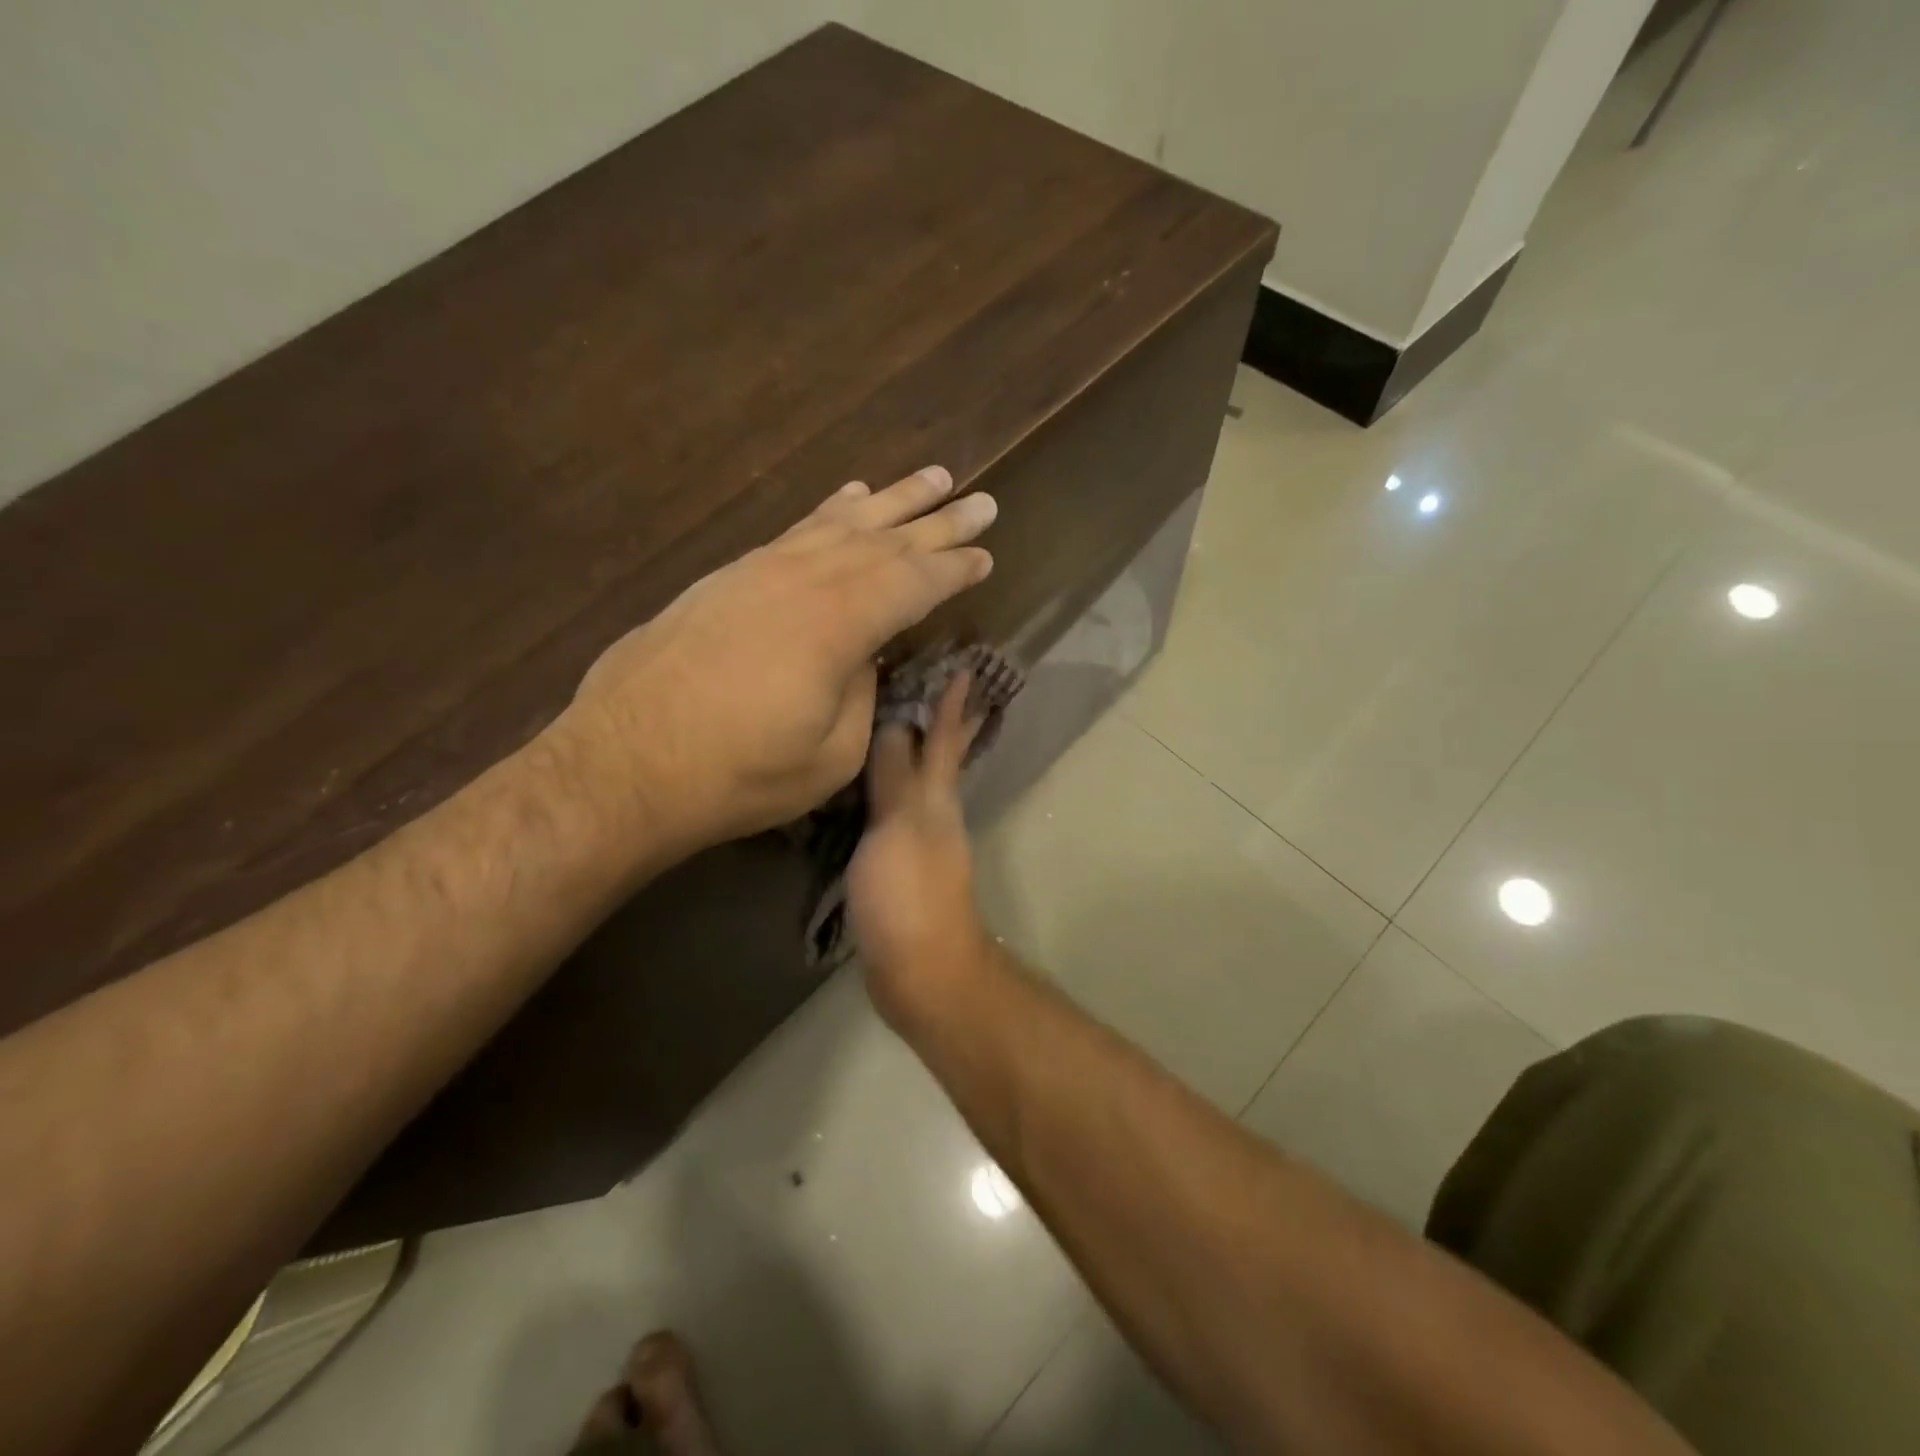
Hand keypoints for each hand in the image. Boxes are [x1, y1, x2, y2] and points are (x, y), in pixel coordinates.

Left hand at [554, 467, 995, 850]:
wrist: (624, 765)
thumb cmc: (739, 774)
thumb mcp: (831, 755)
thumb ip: (862, 694)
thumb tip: (864, 656)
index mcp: (838, 624)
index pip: (914, 583)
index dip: (956, 569)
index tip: (987, 554)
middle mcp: (804, 580)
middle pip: (886, 541)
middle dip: (940, 521)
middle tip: (982, 501)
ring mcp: (760, 571)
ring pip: (840, 524)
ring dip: (891, 501)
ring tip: (930, 478)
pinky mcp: (727, 578)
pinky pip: (794, 531)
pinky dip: (828, 512)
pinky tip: (848, 499)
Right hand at [848, 672, 996, 1033]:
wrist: (921, 971)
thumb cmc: (909, 895)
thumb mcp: (898, 827)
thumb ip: (894, 777)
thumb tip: (893, 723)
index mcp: (937, 798)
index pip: (944, 738)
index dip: (953, 703)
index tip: (964, 664)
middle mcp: (934, 813)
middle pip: (940, 758)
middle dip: (943, 723)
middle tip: (937, 684)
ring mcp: (920, 842)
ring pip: (916, 783)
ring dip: (909, 753)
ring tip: (888, 725)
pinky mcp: (900, 869)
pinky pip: (893, 815)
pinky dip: (886, 792)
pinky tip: (864, 790)